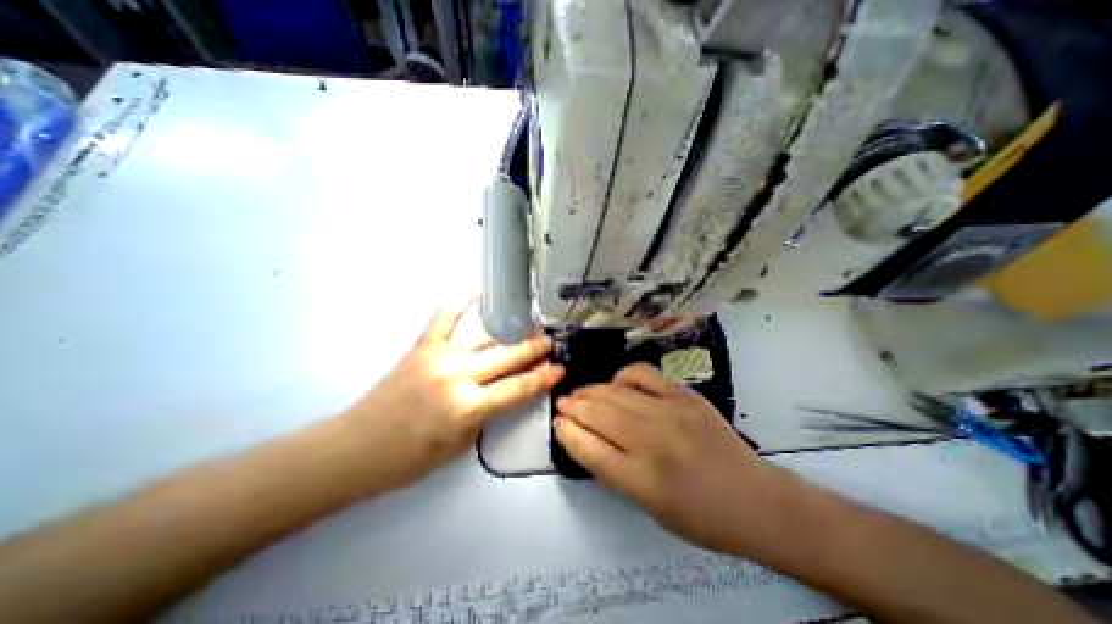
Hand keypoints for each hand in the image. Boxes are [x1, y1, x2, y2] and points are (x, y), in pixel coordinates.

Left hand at [343, 302, 564, 491]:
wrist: (356, 448)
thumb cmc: (410, 458)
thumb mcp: (461, 444)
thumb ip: (488, 413)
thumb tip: (508, 389)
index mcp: (468, 407)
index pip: (518, 388)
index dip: (543, 378)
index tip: (560, 369)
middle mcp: (457, 376)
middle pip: (507, 357)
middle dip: (534, 350)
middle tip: (550, 343)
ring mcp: (438, 355)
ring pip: (485, 337)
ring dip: (511, 332)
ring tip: (528, 327)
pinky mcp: (421, 346)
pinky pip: (445, 317)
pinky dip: (462, 301)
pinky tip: (480, 292)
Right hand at [553, 363, 776, 551]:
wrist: (755, 500)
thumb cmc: (700, 517)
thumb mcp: (649, 507)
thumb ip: (614, 471)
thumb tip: (586, 439)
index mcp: (642, 480)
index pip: (589, 449)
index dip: (568, 432)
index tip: (557, 422)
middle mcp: (652, 443)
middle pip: (598, 415)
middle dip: (573, 406)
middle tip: (563, 402)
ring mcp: (670, 413)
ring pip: (616, 393)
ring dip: (591, 391)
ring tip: (580, 392)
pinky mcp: (685, 396)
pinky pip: (644, 375)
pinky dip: (623, 376)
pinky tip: (616, 382)